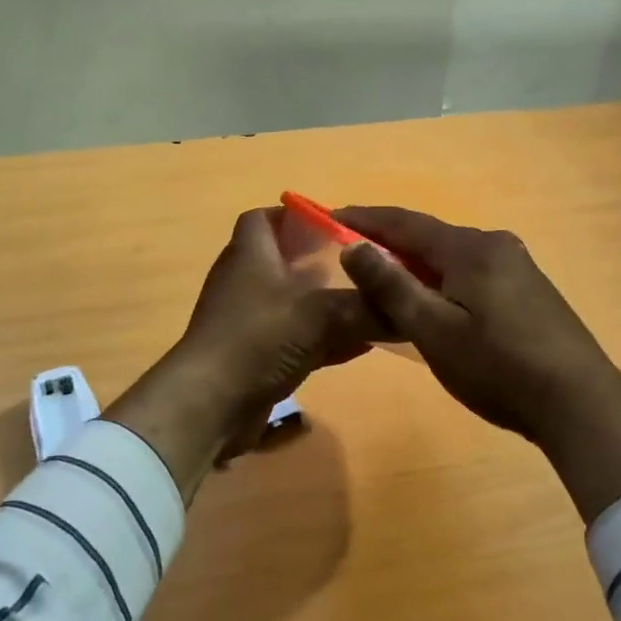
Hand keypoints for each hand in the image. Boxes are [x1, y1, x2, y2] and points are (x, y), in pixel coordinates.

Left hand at [104, 208, 376, 499]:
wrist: (211, 404)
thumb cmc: (259, 338)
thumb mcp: (321, 315)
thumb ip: (366, 308)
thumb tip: (409, 308)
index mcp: (251, 254)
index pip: (264, 218)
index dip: (295, 217)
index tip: (334, 225)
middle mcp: (245, 282)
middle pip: (283, 261)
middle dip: (323, 263)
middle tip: (363, 267)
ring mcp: (247, 321)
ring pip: (292, 303)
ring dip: (326, 304)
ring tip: (368, 305)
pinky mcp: (253, 356)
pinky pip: (294, 339)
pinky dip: (324, 339)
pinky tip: (359, 346)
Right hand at [336, 206, 620, 520]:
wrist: (579, 404)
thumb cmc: (498, 367)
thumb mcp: (434, 330)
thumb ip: (391, 286)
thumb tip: (353, 246)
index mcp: (471, 248)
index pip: (405, 223)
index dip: (365, 218)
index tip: (329, 214)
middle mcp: (496, 245)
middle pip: (430, 237)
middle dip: (389, 243)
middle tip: (350, 255)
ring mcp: (518, 268)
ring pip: (452, 257)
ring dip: (416, 265)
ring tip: (383, 281)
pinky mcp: (529, 292)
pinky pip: (472, 274)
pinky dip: (442, 281)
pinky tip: (433, 303)